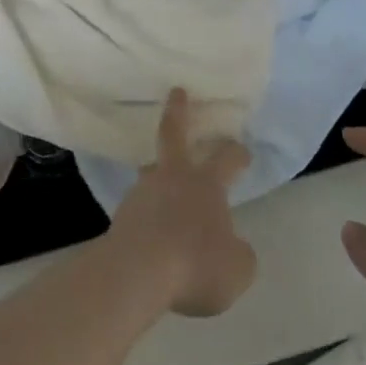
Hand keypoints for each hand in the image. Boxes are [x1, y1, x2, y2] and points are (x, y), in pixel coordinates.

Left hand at [104, 89, 256, 317]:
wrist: (137, 272)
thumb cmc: (195, 264)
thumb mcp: (236, 269)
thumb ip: (239, 254)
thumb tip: (235, 247)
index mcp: (205, 183)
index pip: (226, 158)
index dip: (237, 152)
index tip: (243, 149)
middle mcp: (173, 177)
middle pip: (174, 134)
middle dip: (178, 110)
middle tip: (177, 91)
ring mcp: (143, 192)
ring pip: (153, 173)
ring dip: (159, 174)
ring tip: (163, 184)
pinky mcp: (122, 216)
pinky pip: (140, 209)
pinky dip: (148, 215)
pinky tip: (152, 233)